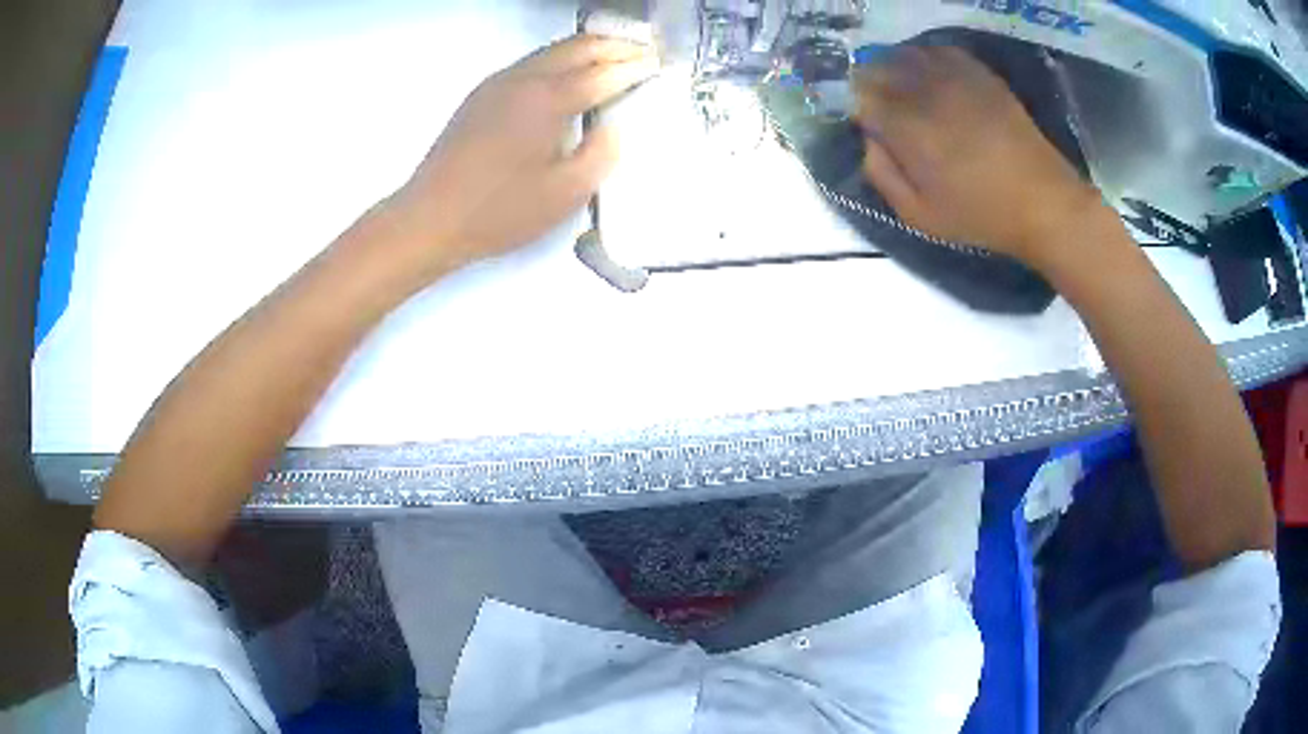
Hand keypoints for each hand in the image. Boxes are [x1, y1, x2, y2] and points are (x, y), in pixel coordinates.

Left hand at [385, 35, 659, 277]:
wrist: (430, 218)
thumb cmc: (499, 211)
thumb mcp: (564, 194)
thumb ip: (599, 154)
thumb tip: (611, 128)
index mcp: (547, 99)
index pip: (603, 72)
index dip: (635, 67)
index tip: (659, 64)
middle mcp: (523, 79)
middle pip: (577, 47)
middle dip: (614, 44)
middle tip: (644, 49)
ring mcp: (498, 84)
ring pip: (551, 51)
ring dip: (586, 48)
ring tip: (613, 55)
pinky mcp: (481, 95)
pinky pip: (530, 63)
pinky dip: (559, 59)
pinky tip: (568, 75)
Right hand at [853, 46, 1104, 267]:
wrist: (1043, 202)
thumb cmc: (981, 215)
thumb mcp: (920, 215)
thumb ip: (882, 175)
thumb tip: (870, 140)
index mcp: (908, 128)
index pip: (862, 98)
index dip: (861, 109)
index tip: (871, 125)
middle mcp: (927, 93)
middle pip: (881, 69)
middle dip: (875, 86)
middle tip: (886, 108)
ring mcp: (957, 79)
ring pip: (909, 55)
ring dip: (899, 69)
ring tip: (908, 90)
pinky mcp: (982, 76)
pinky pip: (943, 52)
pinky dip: (929, 58)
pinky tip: (935, 77)